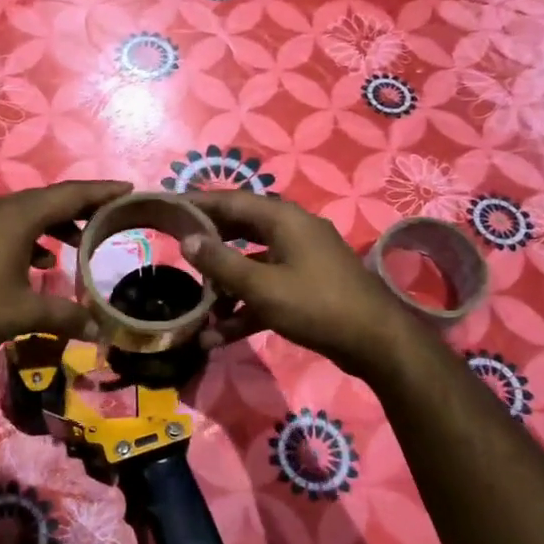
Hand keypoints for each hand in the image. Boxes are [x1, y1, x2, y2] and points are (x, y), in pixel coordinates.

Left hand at [0, 181, 130, 359]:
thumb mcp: (24, 313)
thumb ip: (64, 316)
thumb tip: (97, 330)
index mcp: (17, 216)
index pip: (69, 195)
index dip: (101, 192)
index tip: (127, 189)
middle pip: (47, 200)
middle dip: (79, 209)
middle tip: (108, 217)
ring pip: (24, 214)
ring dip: (52, 225)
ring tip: (76, 242)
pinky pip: (5, 226)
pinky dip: (27, 237)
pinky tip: (36, 263)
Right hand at [182, 190, 417, 375]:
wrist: (376, 343)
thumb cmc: (316, 305)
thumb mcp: (262, 286)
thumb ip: (221, 262)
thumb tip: (187, 240)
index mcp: (283, 219)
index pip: (230, 200)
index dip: (197, 203)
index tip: (167, 207)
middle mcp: (292, 231)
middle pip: (240, 229)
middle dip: (208, 243)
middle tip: (173, 248)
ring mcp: (301, 259)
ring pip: (251, 263)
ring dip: (224, 284)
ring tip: (196, 303)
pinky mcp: (306, 286)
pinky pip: (266, 288)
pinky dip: (245, 306)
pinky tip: (219, 335)